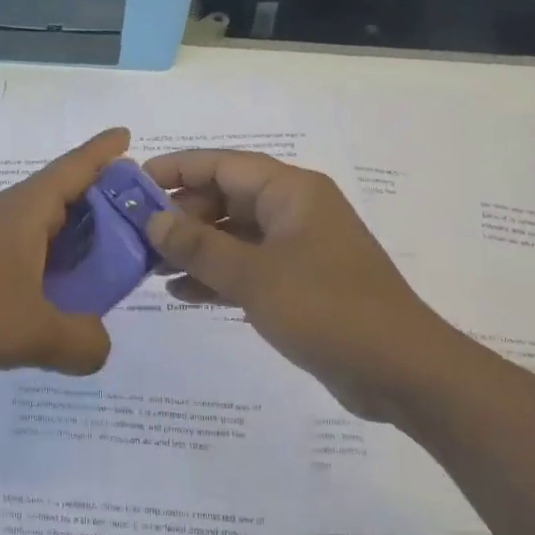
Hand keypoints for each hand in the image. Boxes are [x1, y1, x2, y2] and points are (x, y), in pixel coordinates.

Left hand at [0, 128, 130, 378]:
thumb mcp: (34, 332)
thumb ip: (83, 341)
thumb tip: (99, 345)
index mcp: (26, 210)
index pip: (75, 168)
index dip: (104, 152)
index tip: (128, 136)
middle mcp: (8, 217)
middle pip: (64, 198)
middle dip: (102, 203)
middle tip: (139, 221)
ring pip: (43, 231)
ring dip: (76, 241)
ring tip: (109, 265)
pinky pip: (24, 259)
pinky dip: (50, 269)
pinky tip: (60, 297)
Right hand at [143, 149, 459, 421]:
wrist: (400, 371)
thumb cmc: (326, 308)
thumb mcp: (253, 276)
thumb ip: (198, 246)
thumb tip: (152, 221)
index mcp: (291, 192)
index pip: (223, 164)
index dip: (177, 169)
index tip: (134, 183)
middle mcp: (294, 211)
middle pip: (226, 198)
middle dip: (181, 216)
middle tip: (137, 237)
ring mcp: (298, 248)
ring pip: (233, 235)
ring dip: (194, 248)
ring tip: (150, 266)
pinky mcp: (299, 283)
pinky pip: (247, 268)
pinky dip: (216, 276)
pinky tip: (180, 293)